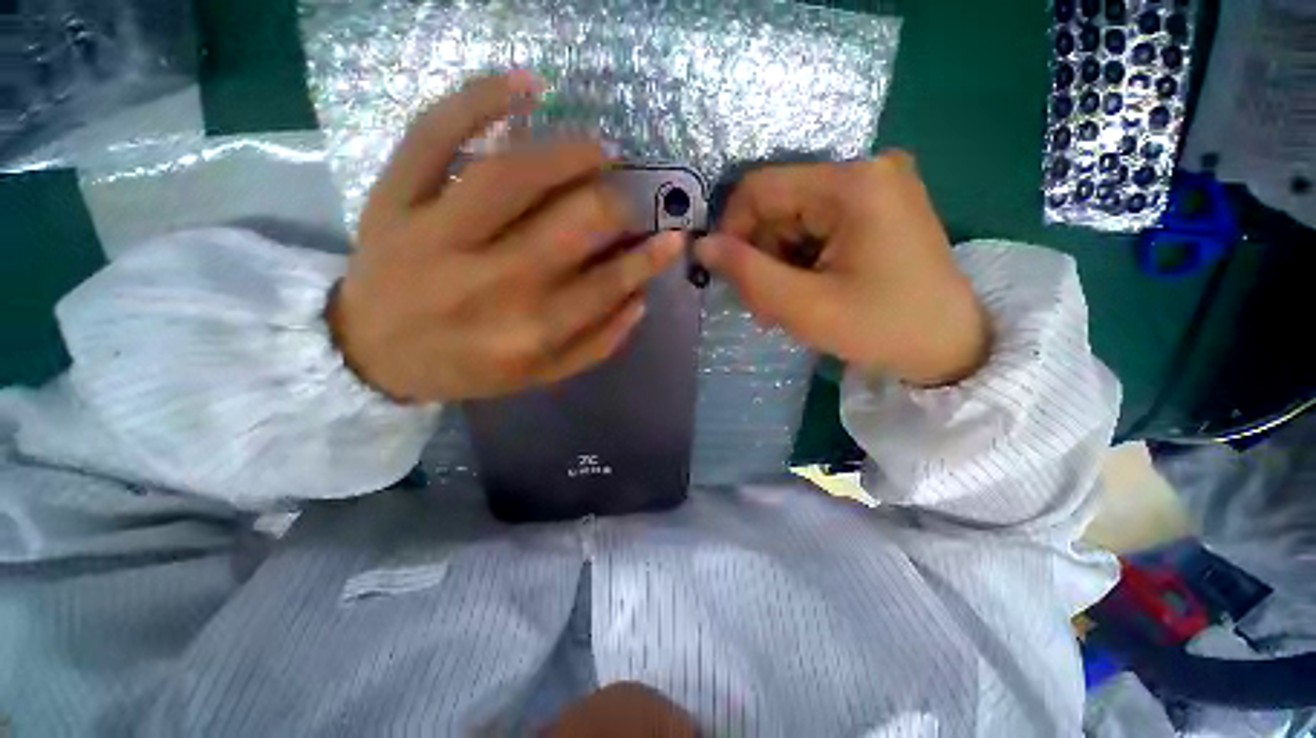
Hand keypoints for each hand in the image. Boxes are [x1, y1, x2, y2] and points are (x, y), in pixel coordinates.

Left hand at [327, 71, 684, 402]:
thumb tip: (639, 299)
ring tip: (599, 151)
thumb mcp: (541, 375)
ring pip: (513, 175)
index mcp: (530, 332)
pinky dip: (479, 98)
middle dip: (616, 204)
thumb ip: (596, 345)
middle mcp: (492, 283)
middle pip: (572, 224)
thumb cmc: (468, 367)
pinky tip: (526, 83)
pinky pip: (433, 136)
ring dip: (569, 154)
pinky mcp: (394, 200)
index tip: (672, 237)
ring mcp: (436, 236)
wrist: (374, 354)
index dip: (647, 257)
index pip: (607, 284)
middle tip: (627, 198)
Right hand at [695, 153, 989, 386]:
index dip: (730, 230)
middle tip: (763, 304)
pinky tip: (807, 290)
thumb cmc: (881, 328)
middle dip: (760, 255)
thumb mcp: (803, 307)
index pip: (759, 188)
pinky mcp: (877, 207)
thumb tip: (701, 245)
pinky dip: (800, 260)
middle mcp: (865, 169)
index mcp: (852, 183)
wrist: (951, 347)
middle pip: (778, 205)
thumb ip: (747, 273)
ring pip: (793, 219)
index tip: (728, 275)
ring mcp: (875, 186)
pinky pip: (816, 226)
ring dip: (779, 262)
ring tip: (786, 305)